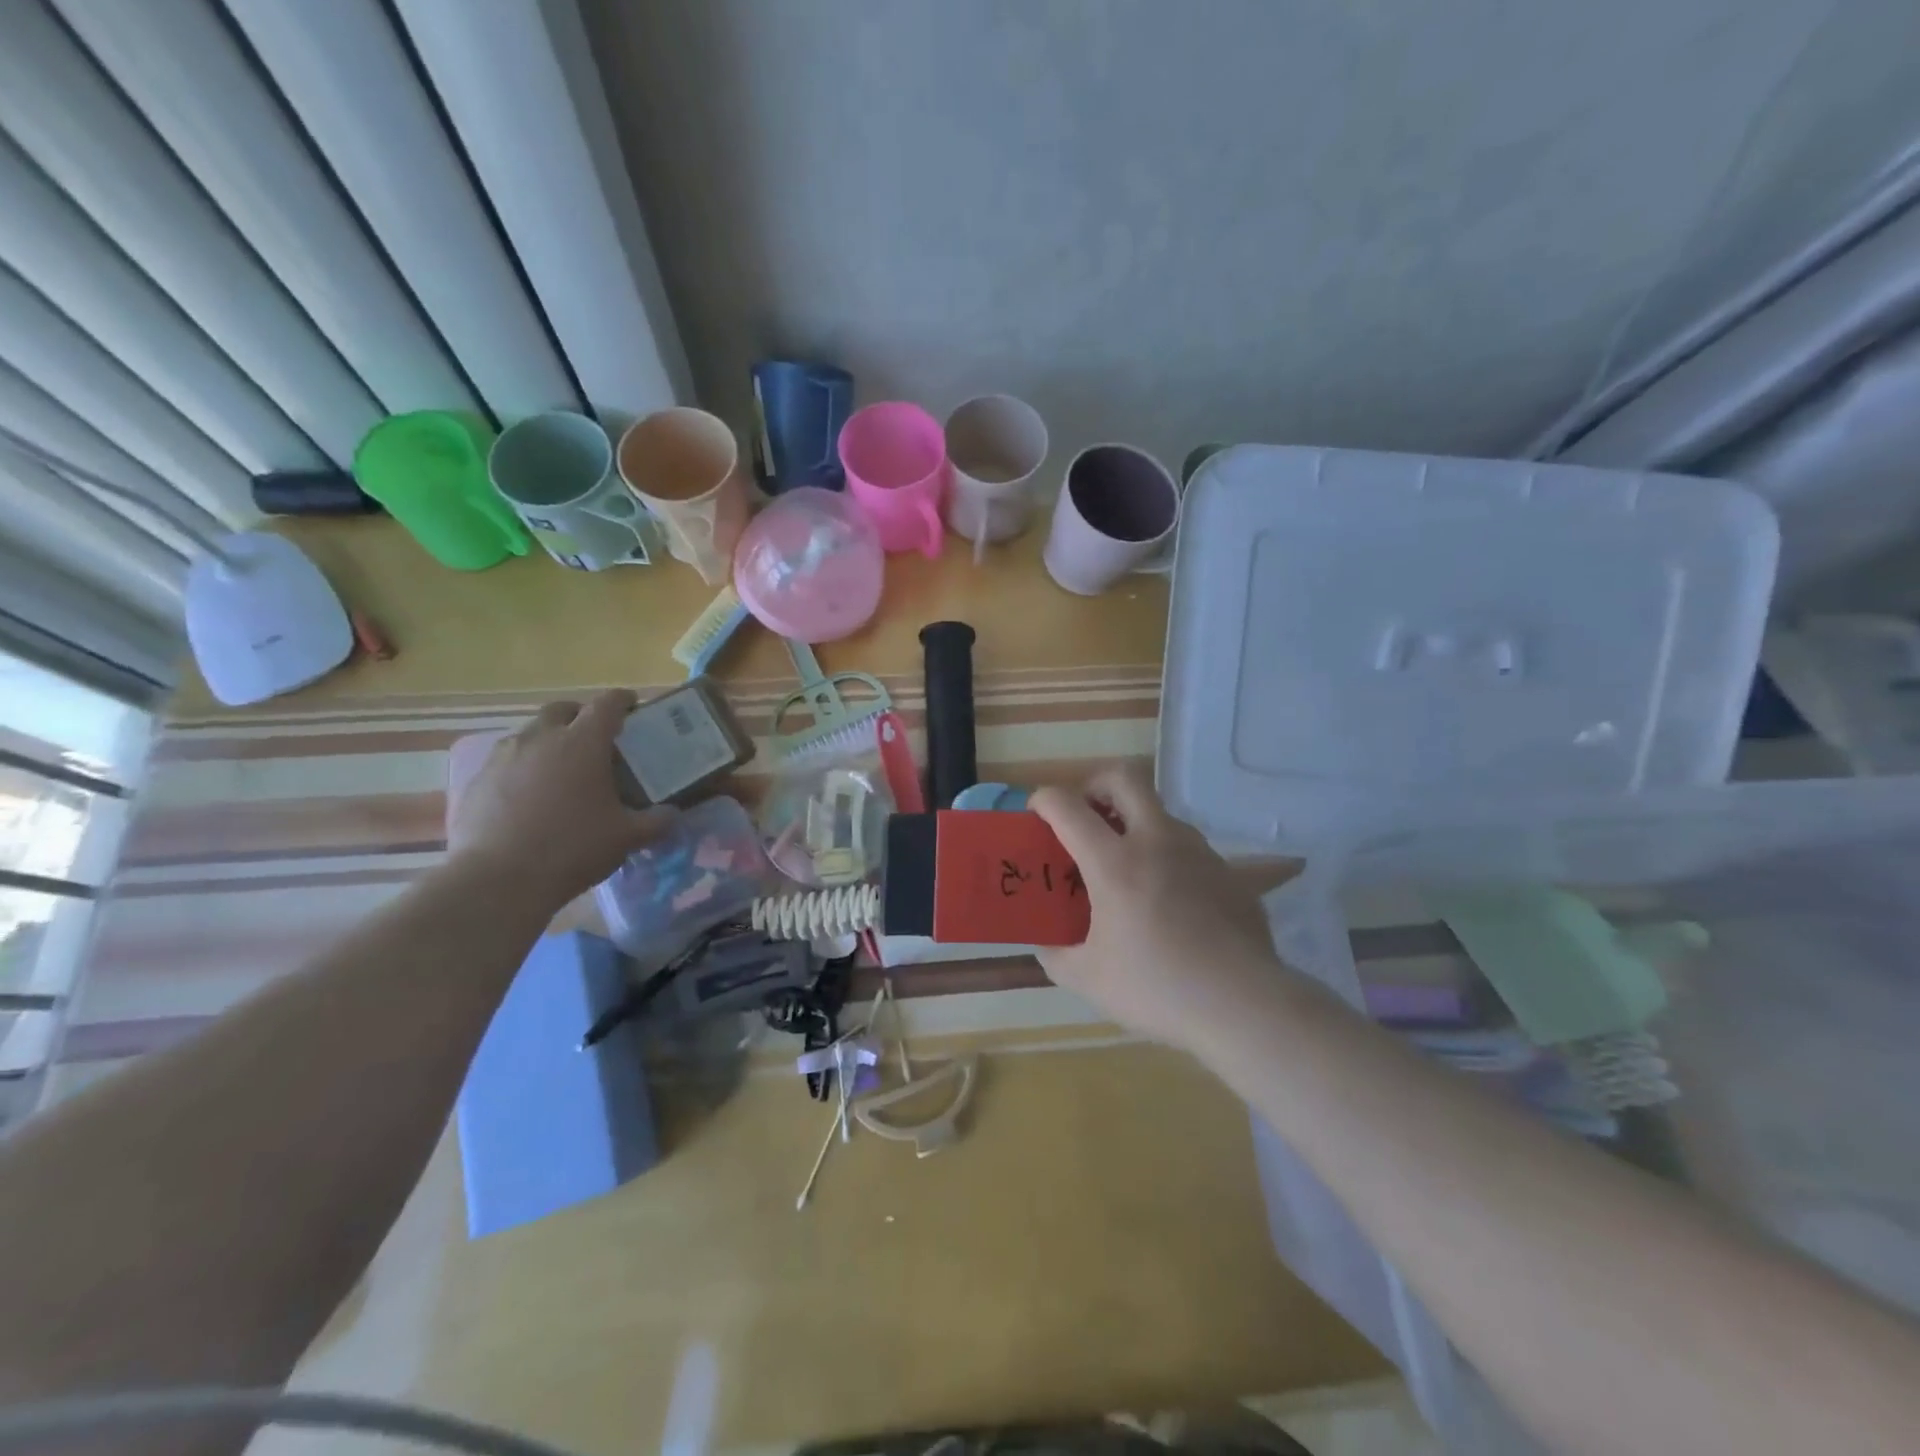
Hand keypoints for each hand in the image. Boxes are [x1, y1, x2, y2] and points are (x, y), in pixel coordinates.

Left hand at [447, 690, 673, 910]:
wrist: (497, 880)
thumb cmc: (572, 849)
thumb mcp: (627, 837)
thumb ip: (656, 822)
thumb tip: (672, 815)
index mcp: (583, 743)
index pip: (607, 704)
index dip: (622, 700)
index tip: (632, 705)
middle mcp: (541, 738)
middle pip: (562, 710)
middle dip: (580, 716)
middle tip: (595, 738)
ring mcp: (503, 757)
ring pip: (530, 734)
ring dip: (549, 741)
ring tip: (561, 769)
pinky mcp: (476, 781)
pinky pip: (505, 763)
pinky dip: (522, 769)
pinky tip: (529, 799)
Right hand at [1030, 764, 1292, 1051]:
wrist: (1243, 1005)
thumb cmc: (1157, 988)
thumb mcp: (1088, 979)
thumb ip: (1057, 955)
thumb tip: (1047, 944)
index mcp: (1114, 863)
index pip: (1068, 807)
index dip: (1044, 799)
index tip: (1037, 812)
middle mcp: (1156, 842)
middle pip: (1124, 779)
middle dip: (1096, 785)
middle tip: (1086, 816)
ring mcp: (1198, 853)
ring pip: (1160, 813)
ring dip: (1135, 824)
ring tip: (1126, 868)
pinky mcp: (1228, 872)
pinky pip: (1189, 850)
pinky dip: (1167, 859)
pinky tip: (1169, 903)